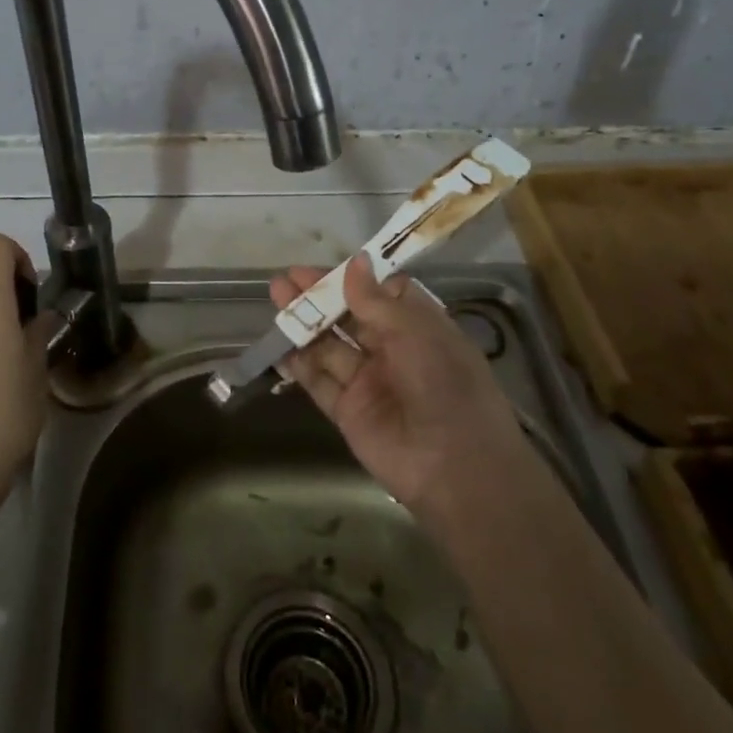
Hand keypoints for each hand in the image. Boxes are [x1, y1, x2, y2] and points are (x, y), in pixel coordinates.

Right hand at [273, 254, 529, 520]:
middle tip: (287, 277)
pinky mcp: (348, 411)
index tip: (329, 267)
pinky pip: (318, 381)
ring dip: (304, 322)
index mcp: (420, 330)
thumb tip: (354, 261)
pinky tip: (278, 344)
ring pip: (329, 345)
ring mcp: (369, 382)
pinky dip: (298, 363)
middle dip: (320, 296)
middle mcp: (394, 352)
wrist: (456, 470)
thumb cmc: (446, 388)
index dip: (356, 279)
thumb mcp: (417, 335)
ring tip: (276, 297)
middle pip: (350, 317)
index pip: (384, 295)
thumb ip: (377, 301)